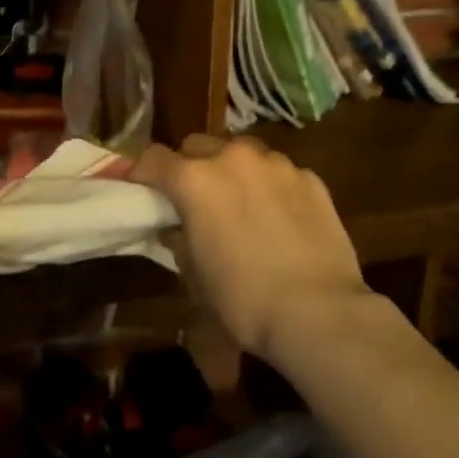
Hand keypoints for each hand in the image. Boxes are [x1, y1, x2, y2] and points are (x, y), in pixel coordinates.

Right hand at [131, 136, 368, 365]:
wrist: (319, 312)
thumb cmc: (244, 299)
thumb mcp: (196, 276)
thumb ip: (180, 240)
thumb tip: (176, 227)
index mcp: (195, 179)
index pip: (153, 159)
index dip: (141, 173)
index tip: (139, 188)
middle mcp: (233, 157)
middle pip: (197, 145)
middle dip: (189, 166)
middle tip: (193, 199)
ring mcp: (276, 163)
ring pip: (241, 152)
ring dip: (232, 170)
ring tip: (240, 204)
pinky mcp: (310, 177)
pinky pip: (278, 171)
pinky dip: (269, 185)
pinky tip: (279, 217)